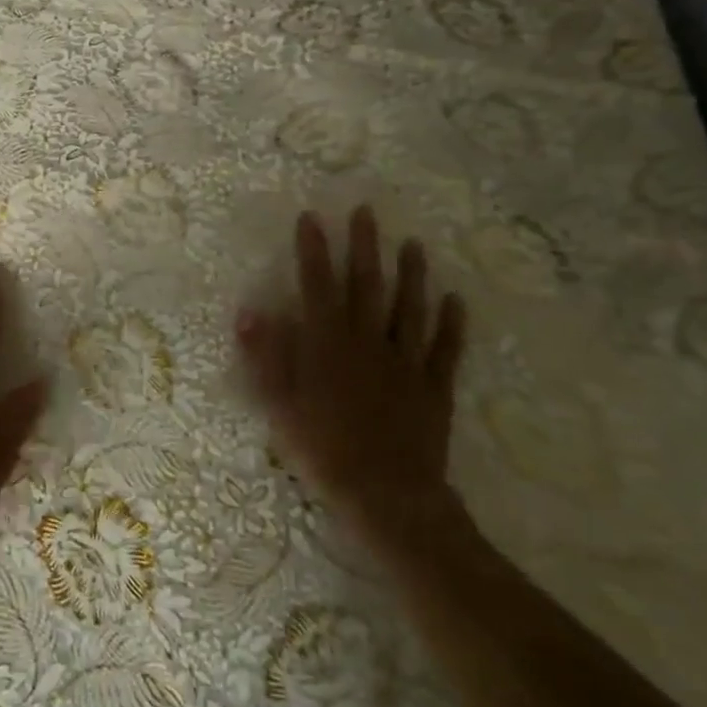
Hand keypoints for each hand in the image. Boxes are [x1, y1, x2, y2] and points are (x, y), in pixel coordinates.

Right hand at [236, 207, 468, 549]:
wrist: (386, 495)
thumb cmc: (322, 449)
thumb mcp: (278, 404)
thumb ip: (265, 356)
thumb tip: (249, 312)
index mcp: (327, 344)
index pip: (316, 285)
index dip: (312, 250)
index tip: (311, 217)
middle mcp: (367, 341)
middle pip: (366, 285)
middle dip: (363, 246)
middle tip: (366, 211)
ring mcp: (405, 362)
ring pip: (410, 308)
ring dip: (411, 273)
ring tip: (413, 243)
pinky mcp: (433, 387)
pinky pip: (445, 348)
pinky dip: (452, 323)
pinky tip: (457, 300)